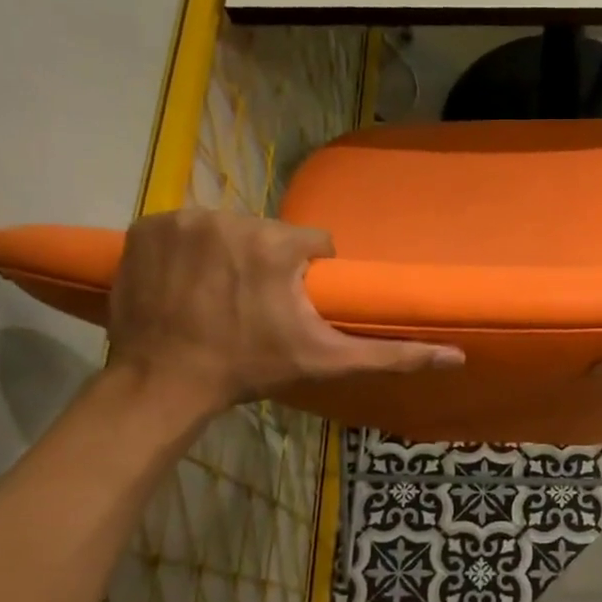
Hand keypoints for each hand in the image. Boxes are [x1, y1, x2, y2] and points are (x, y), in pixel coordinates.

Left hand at [105, 208, 462, 418]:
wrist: (164, 383)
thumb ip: (392, 354)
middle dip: (267, 263)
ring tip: (219, 296)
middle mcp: (227, 218)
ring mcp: (180, 220)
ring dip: (228, 255)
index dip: (308, 274)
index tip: (292, 305)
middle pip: (267, 233)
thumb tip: (457, 356)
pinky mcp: (144, 227)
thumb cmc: (250, 369)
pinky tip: (186, 284)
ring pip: (226, 228)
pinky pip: (183, 228)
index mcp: (274, 244)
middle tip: (254, 306)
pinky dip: (187, 250)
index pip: (312, 243)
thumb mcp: (326, 362)